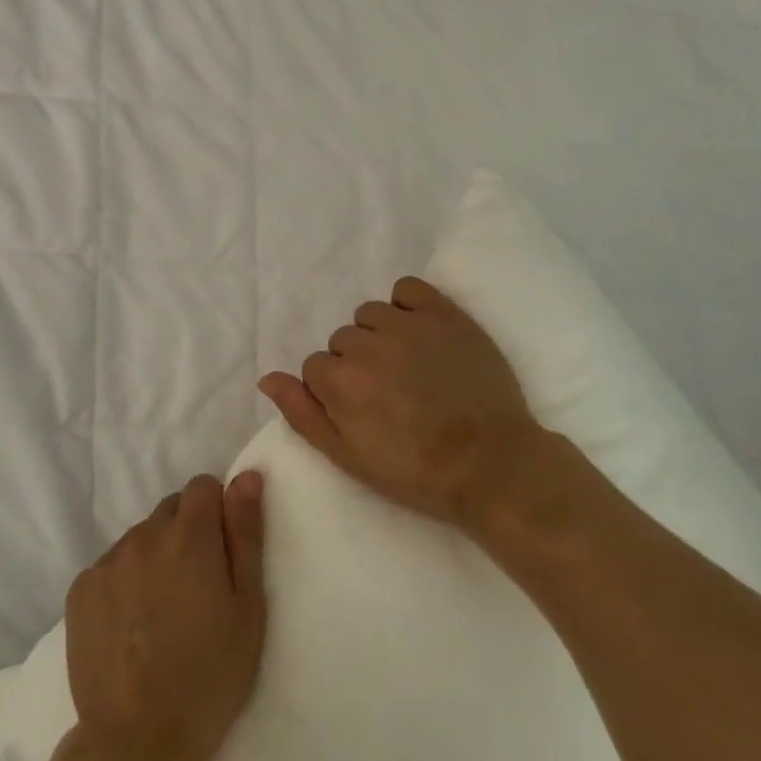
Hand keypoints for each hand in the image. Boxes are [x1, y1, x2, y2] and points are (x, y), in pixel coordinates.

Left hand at [64, 472, 267, 760]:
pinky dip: (124, 581)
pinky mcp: (80, 589)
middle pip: (171, 510)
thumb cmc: (209, 679)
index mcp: (189, 536)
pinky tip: (131, 625)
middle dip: (186, 535)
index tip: (221, 555)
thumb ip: (245, 533)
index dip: (217, 513)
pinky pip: (111, 565)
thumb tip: (247, 475)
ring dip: (154, 557)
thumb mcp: (248, 608)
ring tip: (162, 613)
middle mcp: (144, 535)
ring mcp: (107, 561)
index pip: (203, 486)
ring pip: (140, 537)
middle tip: (195, 590)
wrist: (138, 748)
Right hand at [260, 276, 537, 527]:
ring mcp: (406, 324)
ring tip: (408, 365)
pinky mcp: (443, 312)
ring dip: (379, 334)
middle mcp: (367, 344)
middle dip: (357, 363)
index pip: (316, 367)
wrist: (492, 464)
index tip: (363, 411)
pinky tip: (419, 331)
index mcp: (340, 381)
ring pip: (370, 314)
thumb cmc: (416, 471)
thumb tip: (268, 378)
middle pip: (343, 340)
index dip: (336, 391)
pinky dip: (406, 305)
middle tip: (389, 393)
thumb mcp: (349, 458)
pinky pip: (406, 289)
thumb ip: (303, 414)